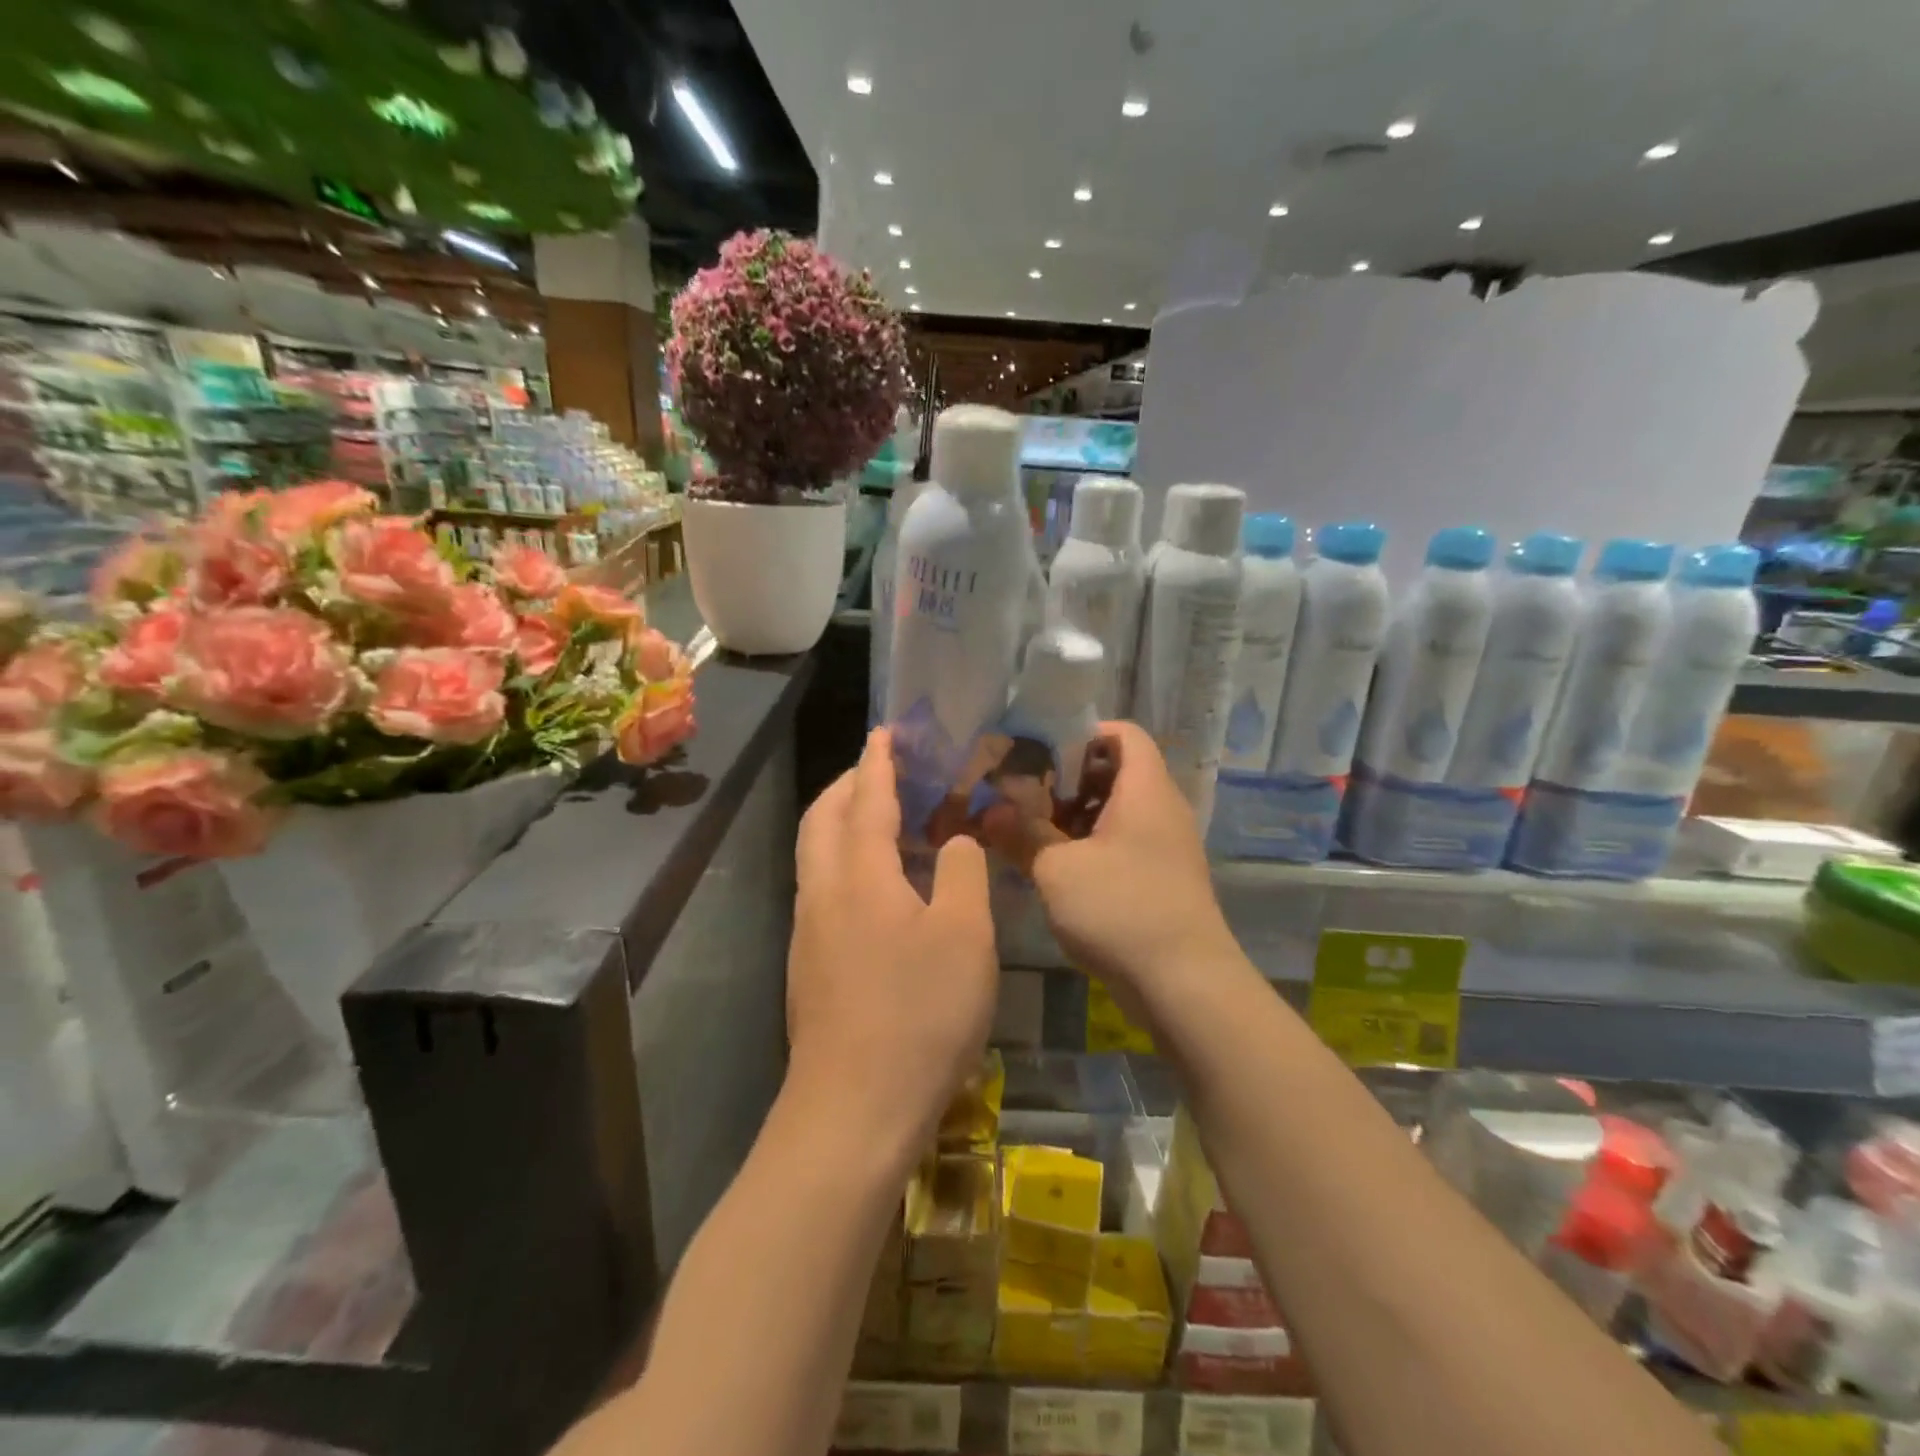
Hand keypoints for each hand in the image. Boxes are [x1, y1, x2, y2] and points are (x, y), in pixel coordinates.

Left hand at [787, 728, 998, 1155]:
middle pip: (822, 818)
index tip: (886, 732)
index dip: (879, 761)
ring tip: (884, 821)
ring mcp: (808, 931)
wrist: (854, 1110)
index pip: (866, 798)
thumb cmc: (919, 1014)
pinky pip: (822, 887)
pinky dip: (844, 861)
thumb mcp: (965, 936)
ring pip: (815, 854)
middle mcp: (822, 892)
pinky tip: (880, 887)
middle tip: (884, 771)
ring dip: (843, 823)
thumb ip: (963, 873)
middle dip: (849, 785)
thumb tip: (955, 841)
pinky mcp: (809, 965)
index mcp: (859, 874)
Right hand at [982, 721, 1235, 998]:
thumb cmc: (1120, 909)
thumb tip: (989, 811)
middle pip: (1116, 772)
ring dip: (1075, 816)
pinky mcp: (1162, 878)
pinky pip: (1124, 843)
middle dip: (1068, 779)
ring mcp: (1166, 846)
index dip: (1082, 733)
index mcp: (1145, 790)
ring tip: (1032, 831)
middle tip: (1024, 793)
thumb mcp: (1057, 869)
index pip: (1123, 734)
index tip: (1039, 752)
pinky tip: (1058, 867)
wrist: (1185, 984)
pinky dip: (1091, 845)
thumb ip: (1021, 833)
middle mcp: (1162, 809)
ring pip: (1117, 811)